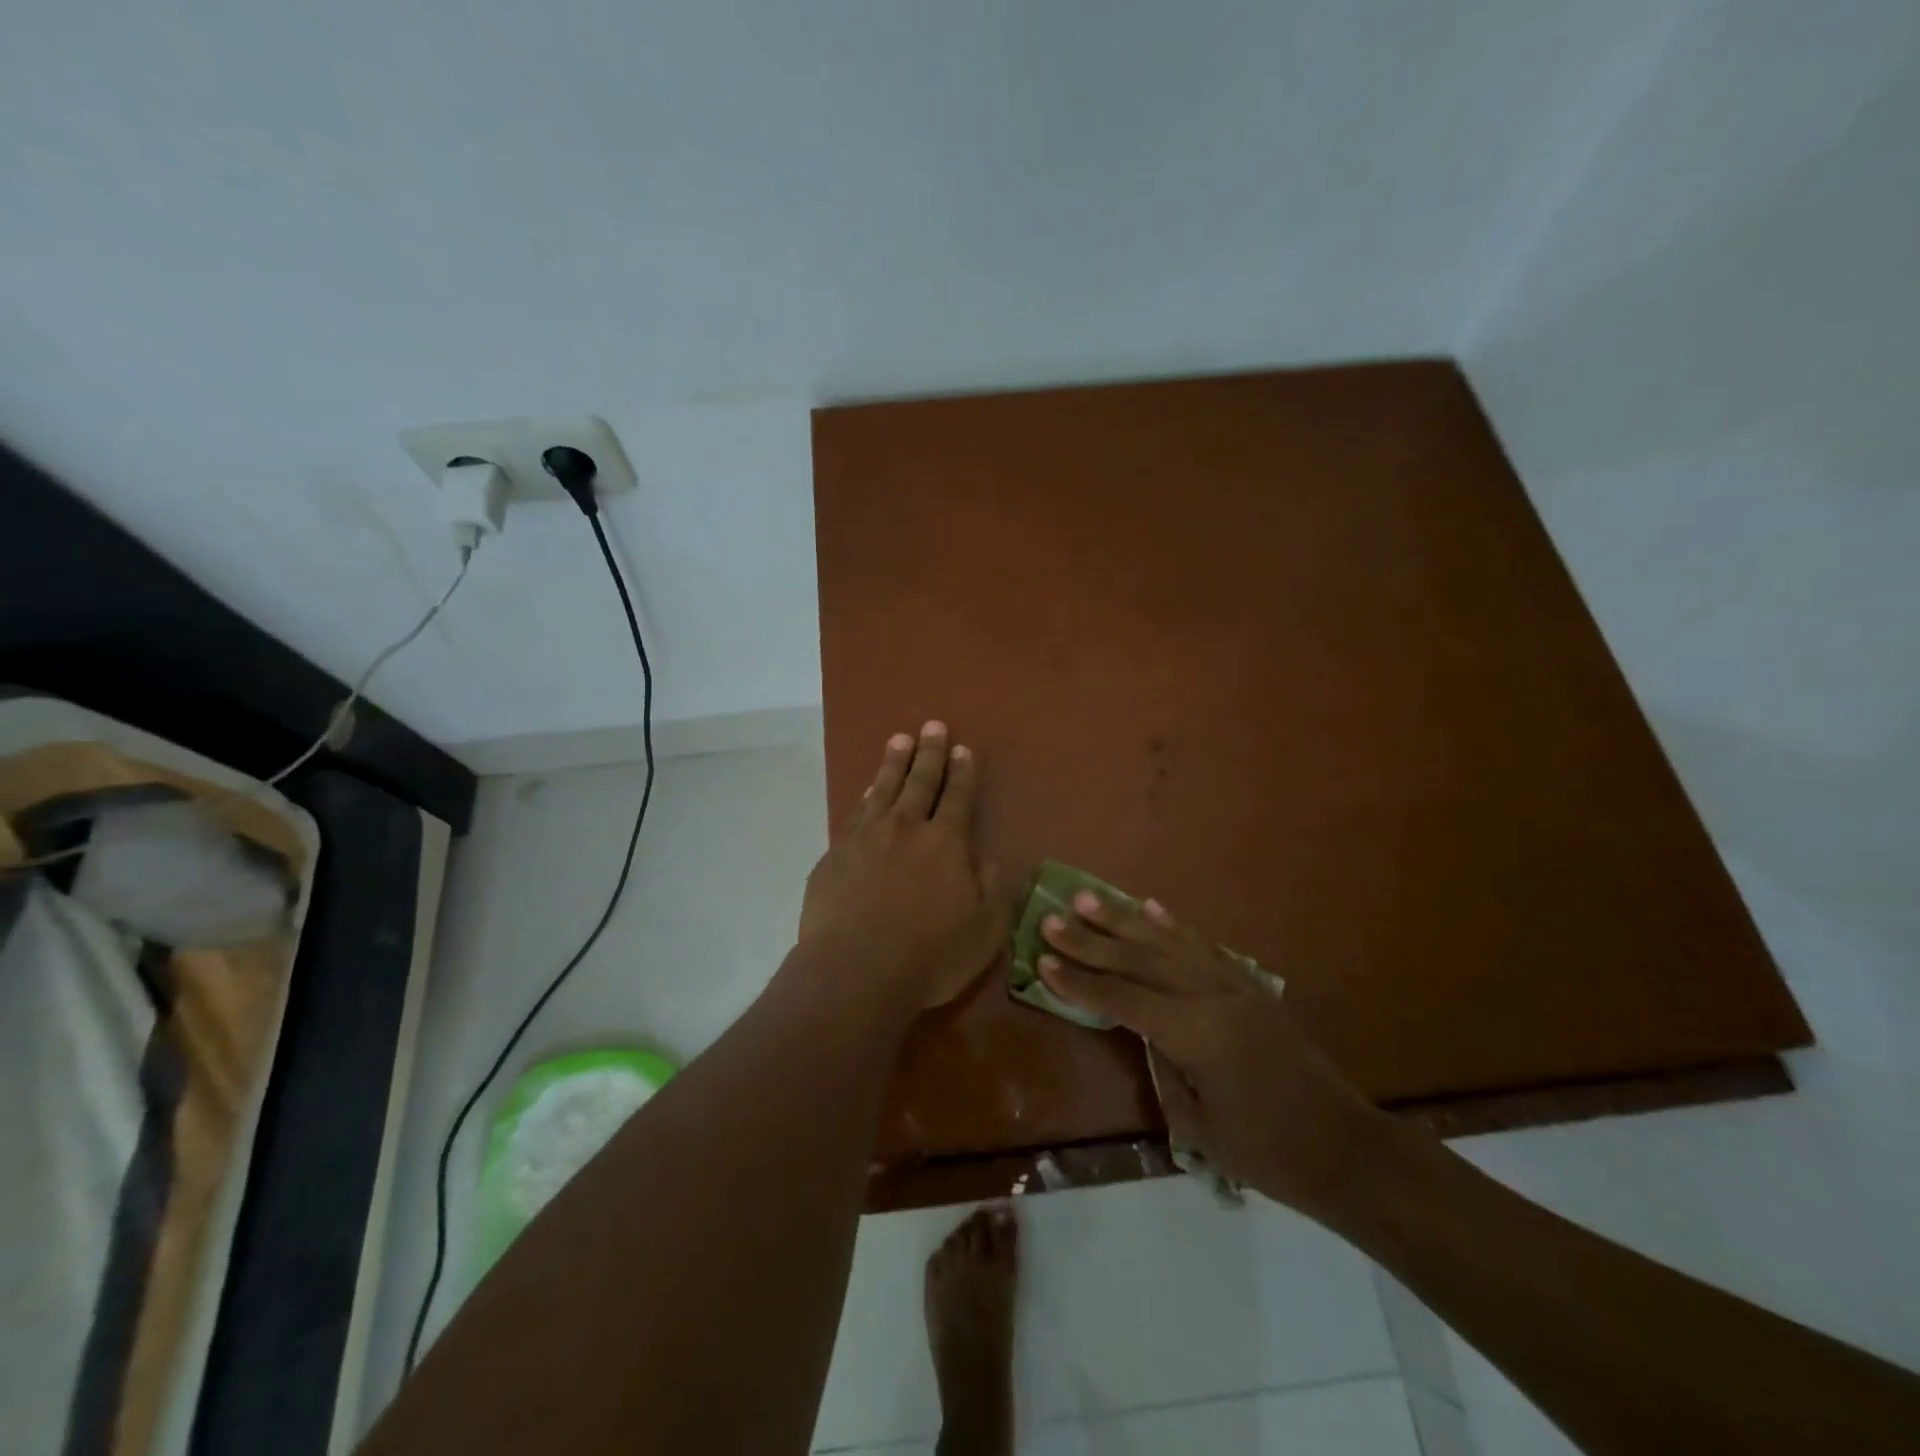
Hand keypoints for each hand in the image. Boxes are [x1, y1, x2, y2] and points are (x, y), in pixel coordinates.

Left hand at [799, 721, 1007, 1012]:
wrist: (854, 971)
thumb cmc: (929, 955)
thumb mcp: (984, 928)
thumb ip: (993, 886)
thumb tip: (990, 854)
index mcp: (946, 843)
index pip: (958, 797)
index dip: (963, 772)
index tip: (964, 749)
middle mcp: (906, 828)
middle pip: (920, 782)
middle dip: (930, 753)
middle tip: (933, 726)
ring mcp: (866, 838)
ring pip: (883, 789)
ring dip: (894, 763)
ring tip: (900, 740)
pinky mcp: (835, 855)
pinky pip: (855, 813)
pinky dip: (865, 796)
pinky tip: (868, 789)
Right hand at [1038, 894, 1393, 1227]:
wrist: (1347, 1149)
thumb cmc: (1268, 1153)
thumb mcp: (1199, 1126)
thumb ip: (1162, 1068)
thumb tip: (1141, 1030)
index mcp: (1195, 1033)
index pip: (1122, 999)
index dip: (1080, 983)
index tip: (1042, 960)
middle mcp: (1212, 995)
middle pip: (1139, 960)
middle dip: (1090, 940)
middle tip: (1052, 917)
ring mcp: (1235, 984)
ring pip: (1168, 942)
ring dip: (1124, 920)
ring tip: (1089, 898)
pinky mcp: (1251, 985)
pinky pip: (1203, 945)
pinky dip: (1172, 925)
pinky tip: (1150, 908)